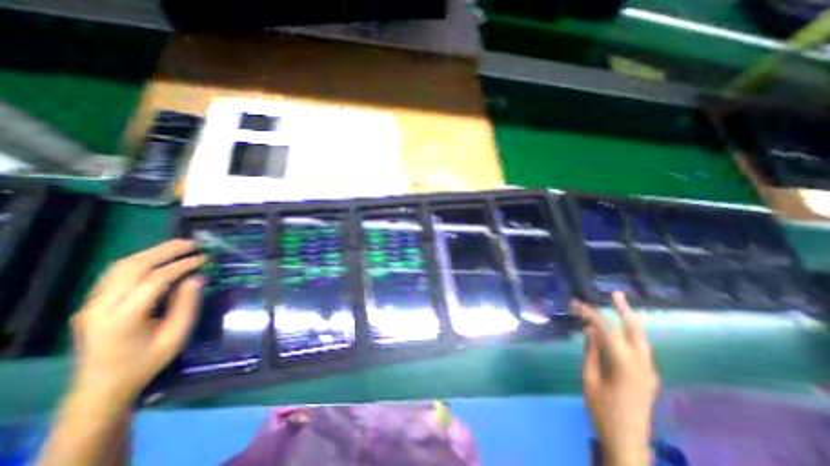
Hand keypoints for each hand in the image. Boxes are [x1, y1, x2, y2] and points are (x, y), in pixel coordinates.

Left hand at [71, 241, 206, 407]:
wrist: (101, 387)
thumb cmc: (146, 362)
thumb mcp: (176, 335)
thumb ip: (187, 304)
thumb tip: (197, 278)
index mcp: (123, 317)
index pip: (155, 280)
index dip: (182, 265)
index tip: (204, 258)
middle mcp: (100, 306)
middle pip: (132, 267)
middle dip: (166, 251)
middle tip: (193, 243)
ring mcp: (91, 304)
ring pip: (120, 267)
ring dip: (152, 252)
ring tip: (179, 246)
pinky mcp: (92, 304)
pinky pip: (115, 274)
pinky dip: (140, 261)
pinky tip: (159, 259)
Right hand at [575, 292, 657, 465]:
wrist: (627, 441)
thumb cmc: (601, 409)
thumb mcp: (589, 378)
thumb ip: (591, 352)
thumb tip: (590, 330)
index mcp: (624, 364)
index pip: (607, 330)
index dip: (591, 314)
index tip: (576, 305)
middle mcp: (642, 364)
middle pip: (635, 330)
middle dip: (625, 310)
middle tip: (616, 293)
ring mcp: (649, 371)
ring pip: (642, 339)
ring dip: (630, 320)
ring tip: (620, 305)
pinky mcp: (648, 377)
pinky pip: (640, 348)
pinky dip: (631, 334)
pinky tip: (623, 329)